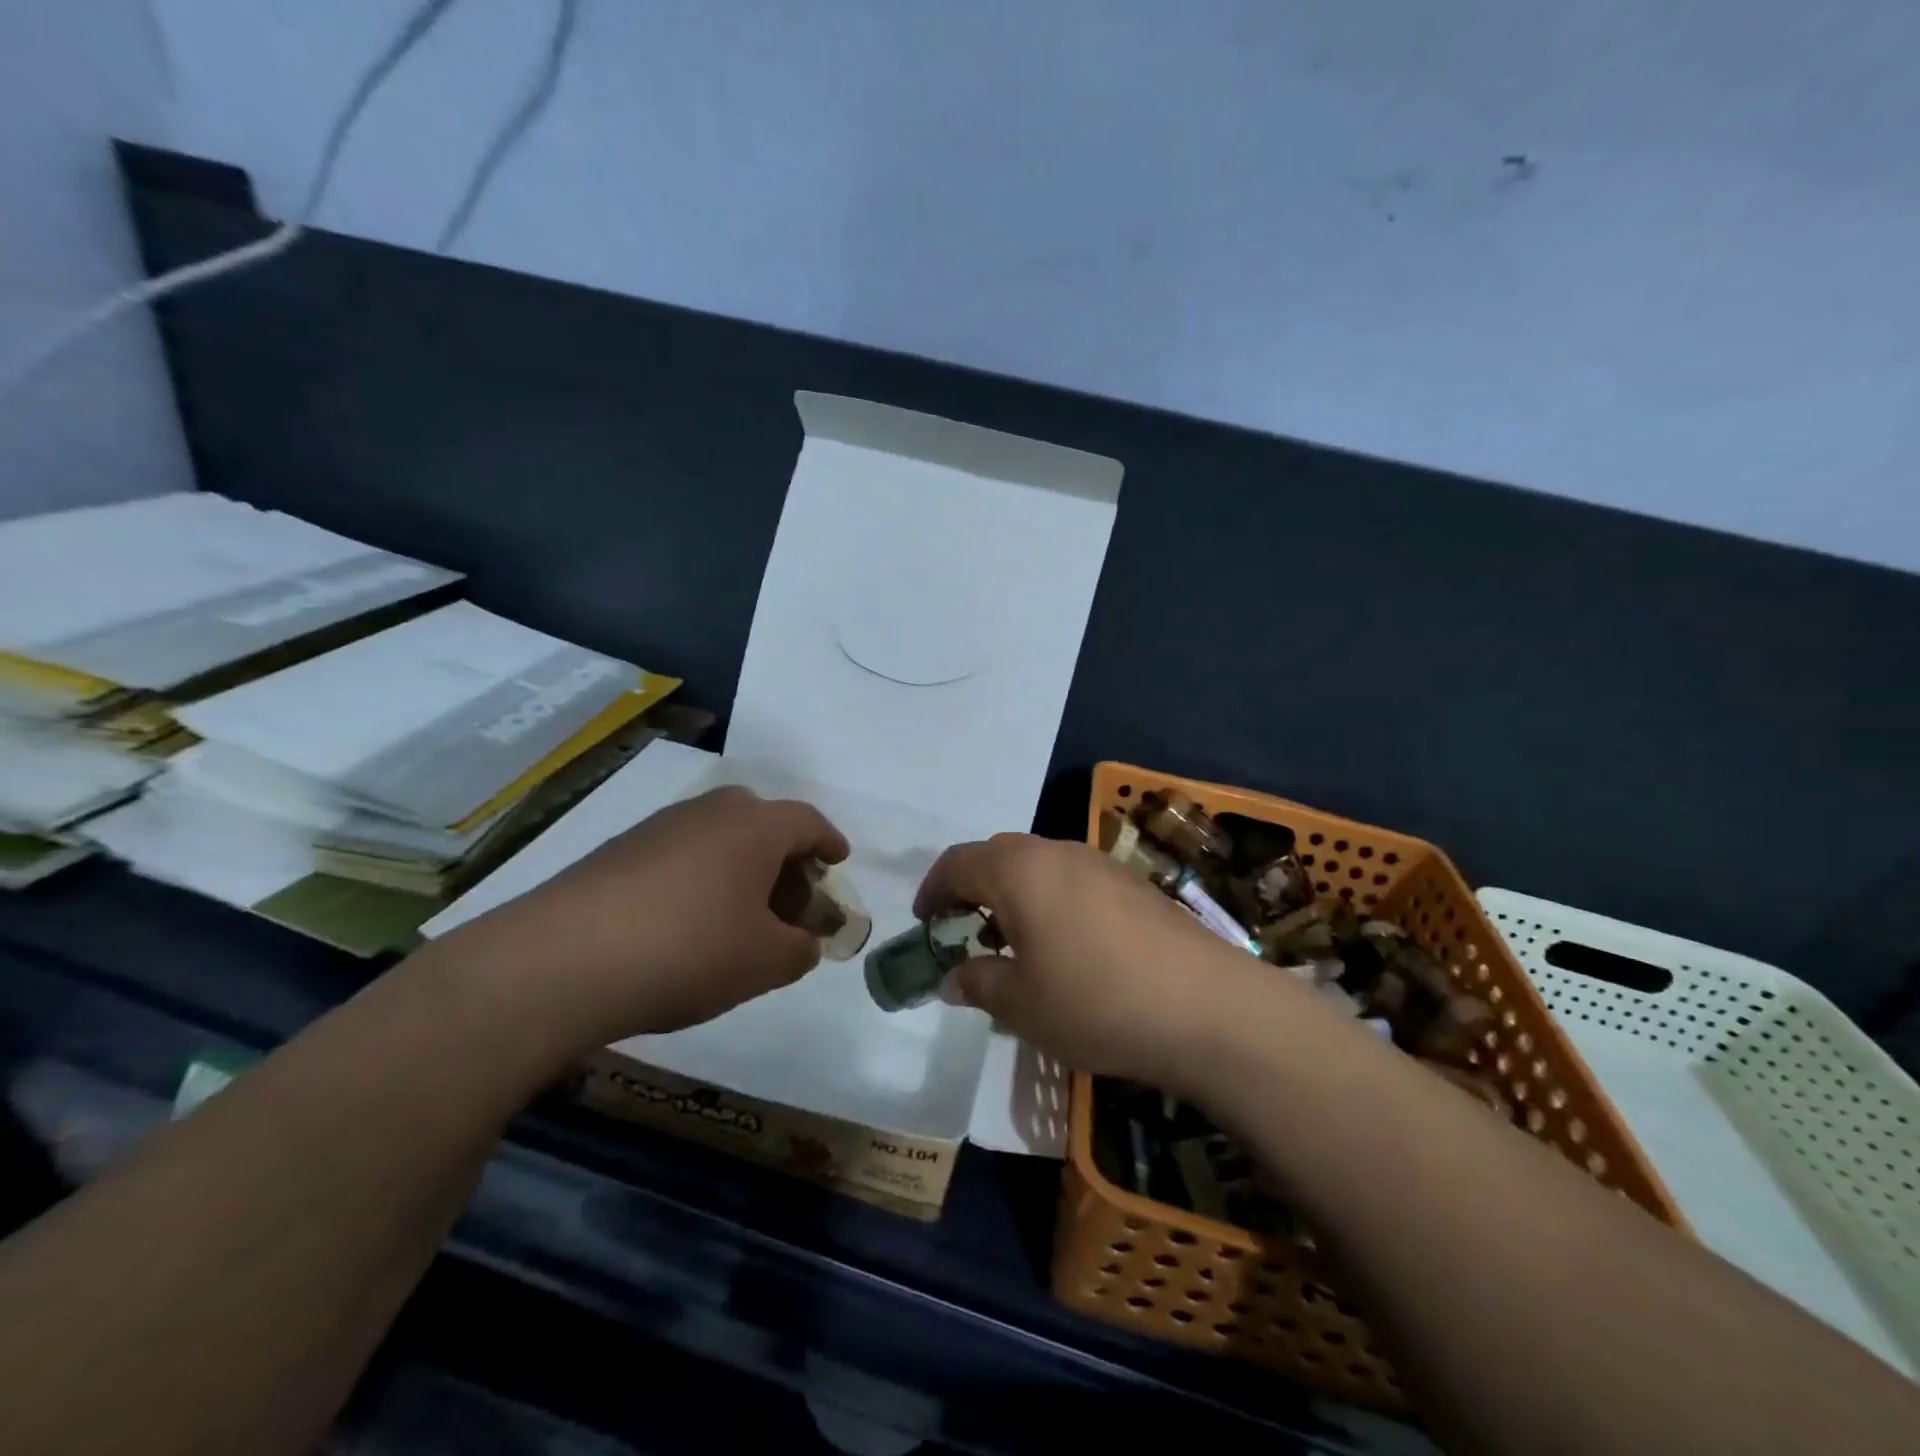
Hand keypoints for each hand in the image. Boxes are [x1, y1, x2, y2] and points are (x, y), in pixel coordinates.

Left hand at [455, 785, 848, 1050]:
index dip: (829, 842)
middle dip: (785, 858)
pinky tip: (688, 924)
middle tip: (791, 899)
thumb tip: (802, 943)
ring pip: (718, 838)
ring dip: (740, 869)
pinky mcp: (617, 851)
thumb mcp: (765, 962)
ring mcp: (659, 828)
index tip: (839, 861)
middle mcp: (710, 813)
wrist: (561, 961)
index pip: (808, 822)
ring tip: (740, 917)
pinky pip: (680, 855)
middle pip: (762, 823)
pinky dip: (699, 879)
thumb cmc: (689, 950)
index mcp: (755, 827)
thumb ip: (800, 950)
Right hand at [914, 833, 1281, 1091]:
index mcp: (1018, 870)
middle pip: (998, 855)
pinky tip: (1068, 948)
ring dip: (1015, 895)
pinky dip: (1052, 901)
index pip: (957, 863)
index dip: (933, 891)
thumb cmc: (1095, 1001)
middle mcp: (1057, 851)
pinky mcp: (1134, 884)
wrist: (1206, 1007)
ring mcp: (1101, 863)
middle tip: (967, 934)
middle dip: (973, 890)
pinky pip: (1074, 880)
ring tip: (1016, 945)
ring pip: (1039, 866)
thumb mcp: (1021, 1004)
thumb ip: (977, 982)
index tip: (925, 926)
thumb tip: (952, 977)